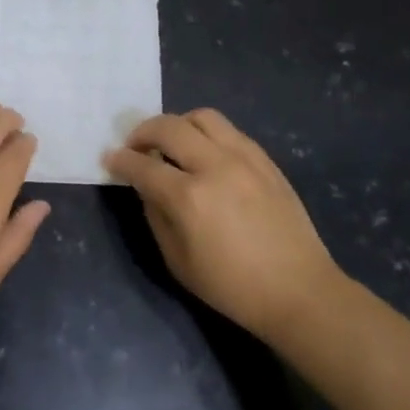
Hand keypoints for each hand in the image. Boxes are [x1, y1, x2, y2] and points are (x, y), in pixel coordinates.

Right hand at [106, 109, 345, 340]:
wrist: (299, 291)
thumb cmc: (232, 286)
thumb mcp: (178, 261)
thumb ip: (156, 216)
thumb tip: (147, 187)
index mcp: (189, 197)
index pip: (143, 165)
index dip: (120, 160)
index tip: (110, 158)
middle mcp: (215, 166)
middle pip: (169, 127)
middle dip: (143, 132)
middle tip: (136, 146)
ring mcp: (245, 158)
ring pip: (202, 117)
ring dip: (178, 125)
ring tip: (172, 143)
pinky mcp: (266, 160)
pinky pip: (229, 131)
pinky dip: (207, 134)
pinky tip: (205, 154)